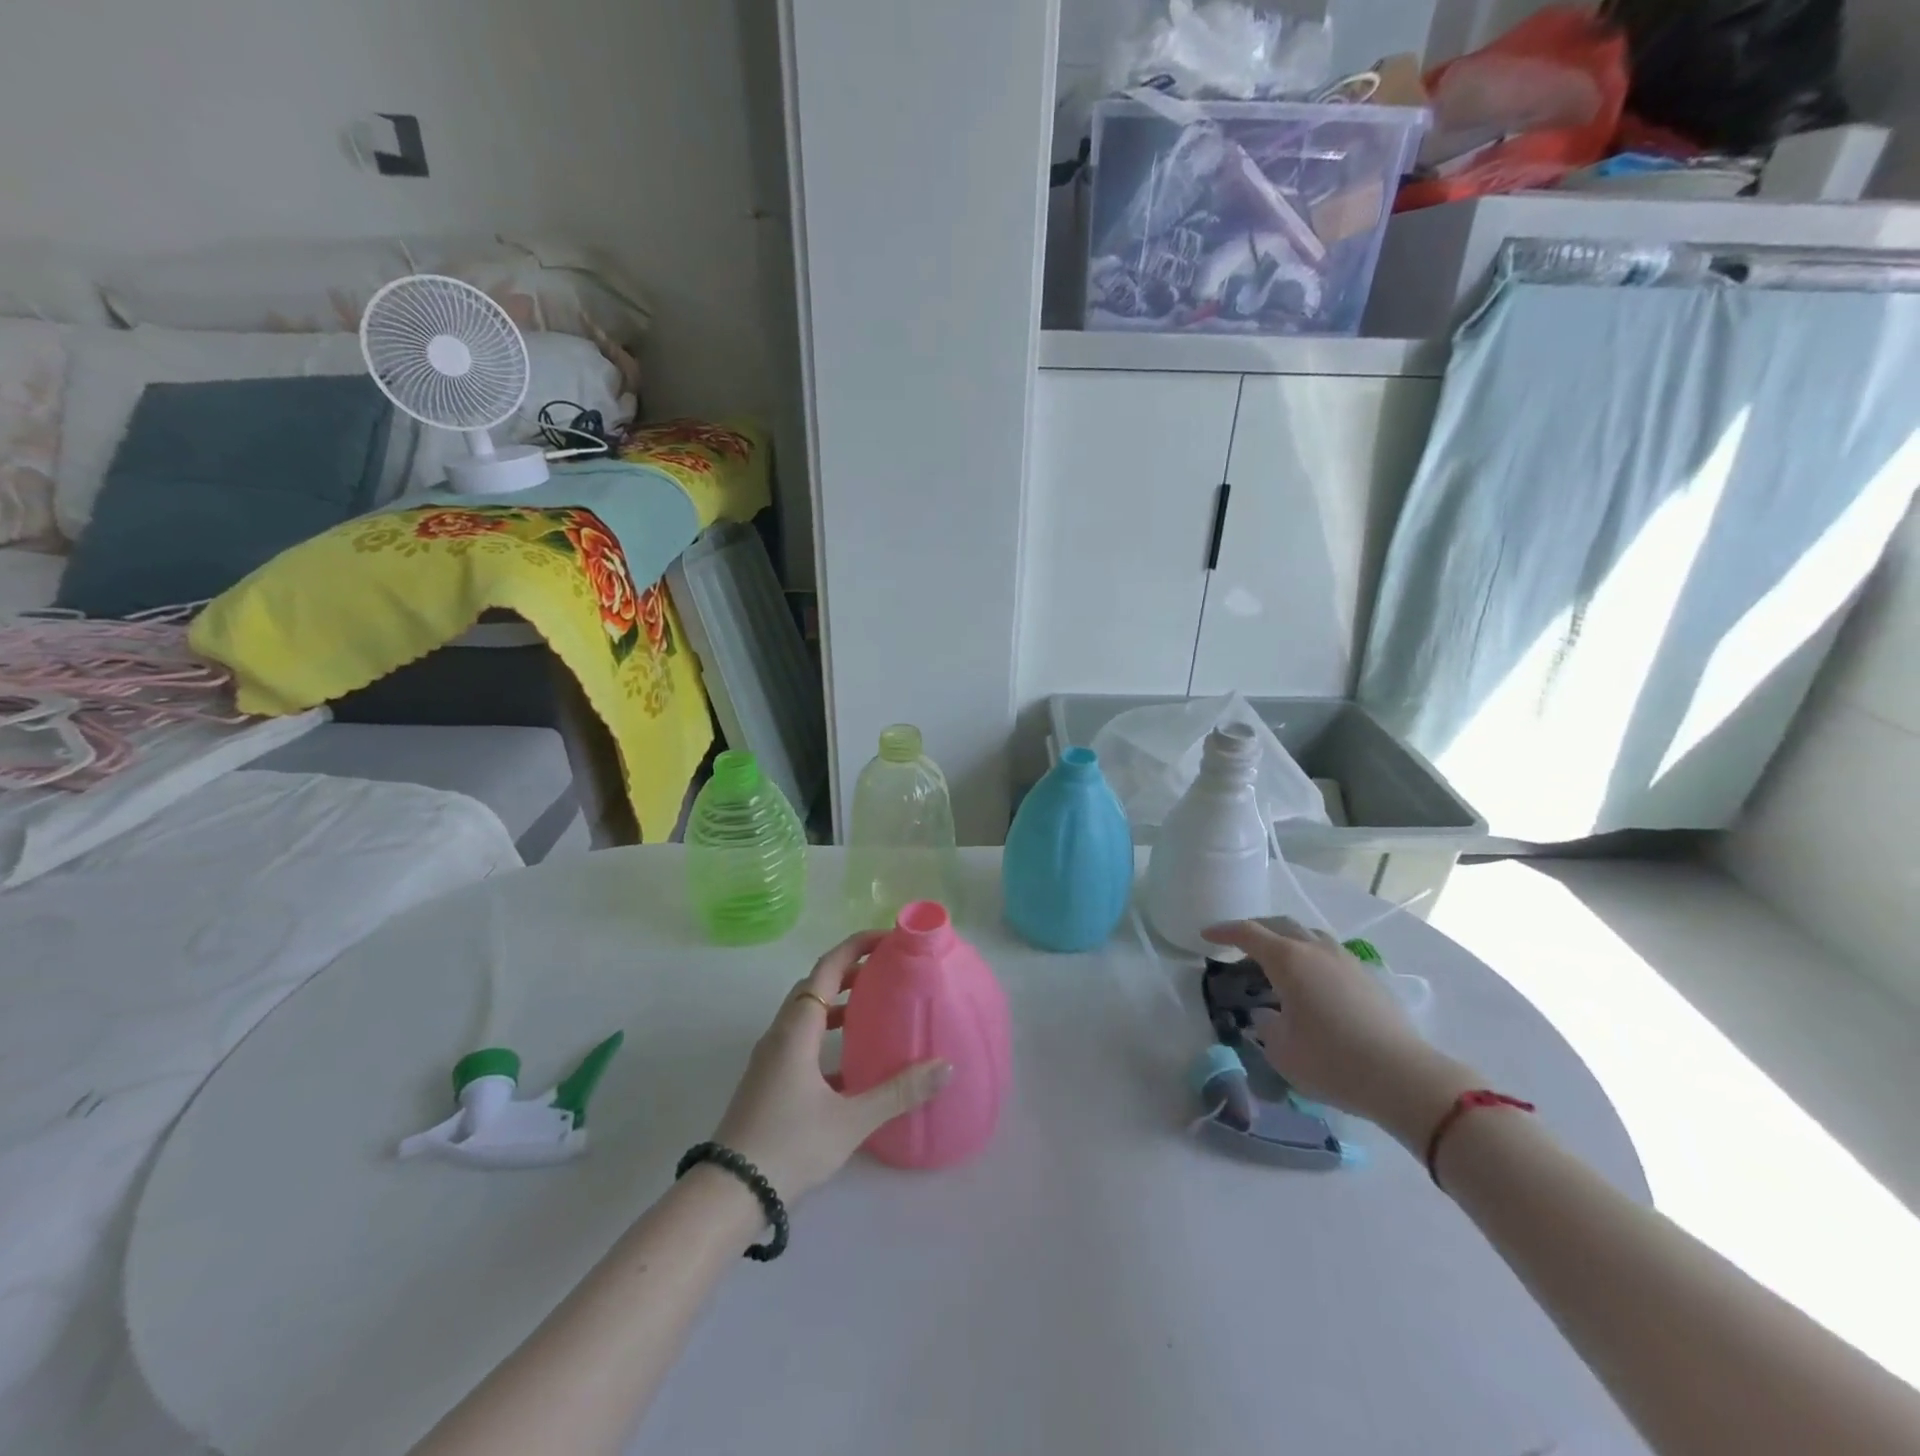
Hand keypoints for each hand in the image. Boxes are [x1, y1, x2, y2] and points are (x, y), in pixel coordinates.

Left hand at [712, 932, 951, 1203]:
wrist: (729, 1193)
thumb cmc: (790, 1145)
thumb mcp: (851, 1120)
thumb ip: (899, 1092)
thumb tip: (945, 1067)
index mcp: (797, 1029)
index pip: (827, 968)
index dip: (855, 946)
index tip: (886, 938)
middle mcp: (781, 1034)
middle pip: (815, 985)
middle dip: (849, 971)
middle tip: (886, 970)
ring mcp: (770, 1058)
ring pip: (806, 1014)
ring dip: (837, 1003)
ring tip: (872, 1009)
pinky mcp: (768, 1081)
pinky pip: (801, 1040)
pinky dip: (827, 1035)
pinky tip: (851, 1064)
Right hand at [1203, 917, 1480, 1147]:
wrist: (1404, 1077)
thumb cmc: (1332, 1062)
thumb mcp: (1282, 1051)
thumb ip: (1266, 1027)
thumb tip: (1269, 1015)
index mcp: (1288, 960)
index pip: (1248, 933)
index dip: (1224, 932)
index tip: (1206, 936)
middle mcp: (1315, 950)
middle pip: (1279, 924)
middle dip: (1255, 929)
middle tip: (1238, 943)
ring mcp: (1346, 960)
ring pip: (1308, 935)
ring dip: (1286, 939)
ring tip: (1276, 959)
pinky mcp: (1368, 977)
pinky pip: (1329, 952)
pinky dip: (1310, 955)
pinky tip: (1310, 980)